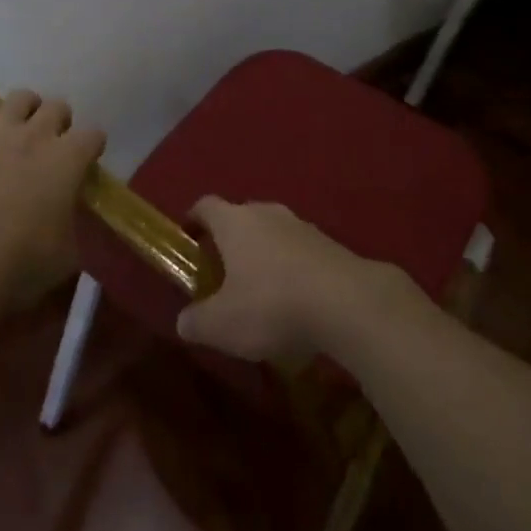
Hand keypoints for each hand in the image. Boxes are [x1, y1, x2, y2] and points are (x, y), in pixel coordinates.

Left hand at [0, 88, 103, 314]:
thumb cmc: (24, 262)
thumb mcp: (68, 253)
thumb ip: (73, 225)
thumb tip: (69, 220)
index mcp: (69, 159)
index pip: (94, 134)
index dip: (93, 146)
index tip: (88, 162)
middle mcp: (38, 136)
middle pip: (58, 107)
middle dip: (61, 122)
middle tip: (54, 145)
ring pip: (20, 98)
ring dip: (26, 108)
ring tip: (23, 127)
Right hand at [175, 197, 411, 363]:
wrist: (346, 302)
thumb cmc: (271, 305)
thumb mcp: (222, 324)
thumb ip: (197, 321)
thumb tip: (184, 321)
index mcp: (234, 221)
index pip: (205, 206)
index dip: (193, 220)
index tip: (187, 239)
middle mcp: (266, 213)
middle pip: (240, 217)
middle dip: (230, 241)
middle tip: (222, 272)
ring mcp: (301, 225)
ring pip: (272, 233)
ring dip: (263, 255)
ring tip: (259, 290)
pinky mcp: (329, 244)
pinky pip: (299, 251)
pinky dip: (291, 269)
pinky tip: (294, 301)